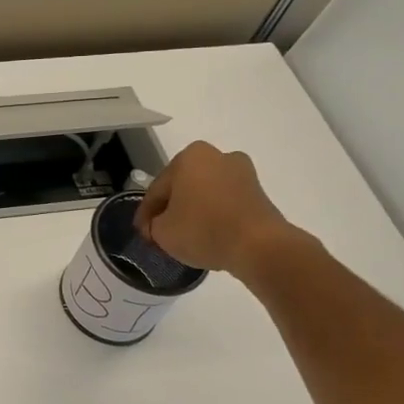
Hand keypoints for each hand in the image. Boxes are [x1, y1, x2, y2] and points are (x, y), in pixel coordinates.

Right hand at [133, 141, 300, 276]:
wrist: (259, 247)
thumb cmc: (203, 230)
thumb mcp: (161, 232)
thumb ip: (152, 225)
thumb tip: (157, 226)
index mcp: (189, 156)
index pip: (158, 189)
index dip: (146, 213)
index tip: (143, 232)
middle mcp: (217, 156)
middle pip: (183, 187)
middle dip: (172, 208)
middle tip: (161, 232)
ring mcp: (243, 173)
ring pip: (206, 194)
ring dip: (195, 211)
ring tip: (186, 236)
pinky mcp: (260, 193)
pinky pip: (226, 204)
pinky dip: (215, 216)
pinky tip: (209, 235)